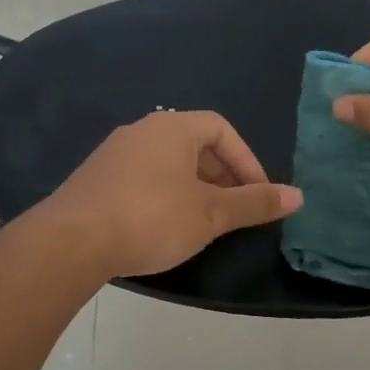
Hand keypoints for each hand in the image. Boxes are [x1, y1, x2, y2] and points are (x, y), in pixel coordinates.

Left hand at [42, 111, 302, 278]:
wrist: (72, 241)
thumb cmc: (151, 218)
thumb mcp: (210, 214)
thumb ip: (253, 203)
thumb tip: (298, 196)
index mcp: (172, 128)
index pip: (221, 129)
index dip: (246, 160)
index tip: (258, 193)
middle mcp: (141, 131)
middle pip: (193, 144)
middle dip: (221, 176)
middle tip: (235, 210)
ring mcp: (114, 153)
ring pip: (167, 163)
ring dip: (193, 188)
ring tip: (204, 222)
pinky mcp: (95, 178)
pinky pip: (142, 178)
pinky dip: (164, 195)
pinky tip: (163, 227)